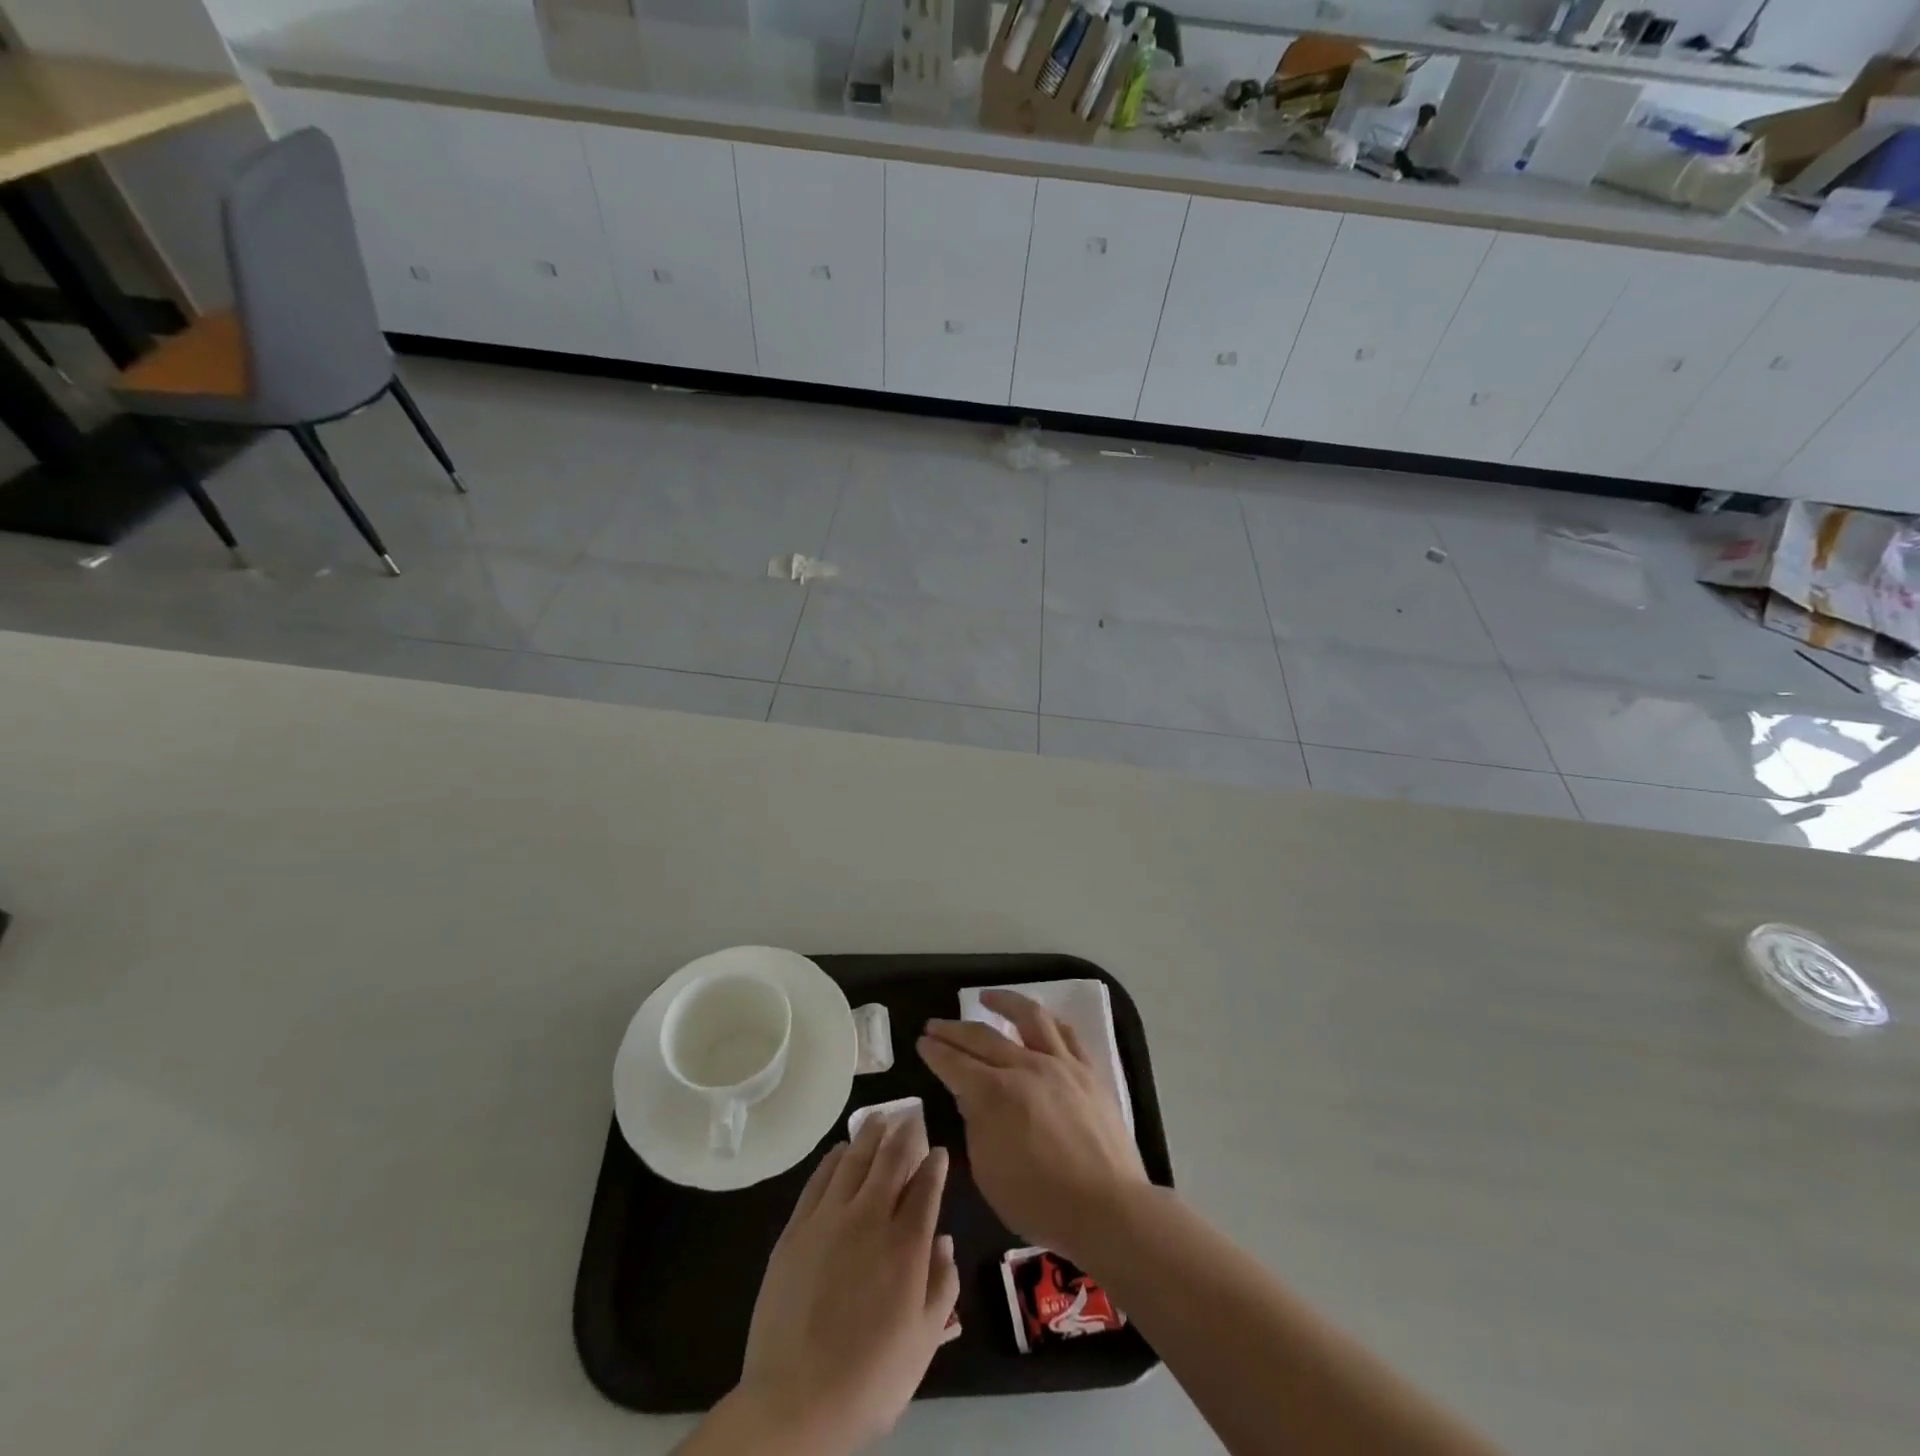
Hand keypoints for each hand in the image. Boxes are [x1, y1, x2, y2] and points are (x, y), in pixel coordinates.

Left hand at [731, 1114, 958, 1454]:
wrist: (794, 1402)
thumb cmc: (870, 1378)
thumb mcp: (923, 1343)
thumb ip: (941, 1286)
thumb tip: (945, 1241)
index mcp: (906, 1244)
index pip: (926, 1187)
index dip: (934, 1164)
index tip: (938, 1150)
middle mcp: (870, 1218)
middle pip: (890, 1161)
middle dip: (904, 1134)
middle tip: (910, 1116)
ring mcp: (829, 1219)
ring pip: (853, 1160)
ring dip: (869, 1135)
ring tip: (878, 1117)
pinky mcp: (796, 1230)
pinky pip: (818, 1180)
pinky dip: (833, 1159)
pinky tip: (840, 1151)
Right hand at [918, 991, 1146, 1265]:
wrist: (1108, 1208)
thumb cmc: (1040, 1202)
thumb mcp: (989, 1173)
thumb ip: (975, 1126)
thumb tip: (970, 1097)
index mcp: (995, 1095)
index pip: (955, 1064)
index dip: (935, 1052)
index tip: (922, 1042)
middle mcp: (1025, 1067)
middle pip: (983, 1037)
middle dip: (954, 1029)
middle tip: (936, 1024)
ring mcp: (1060, 1064)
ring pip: (1029, 1017)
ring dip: (1003, 1003)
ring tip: (987, 997)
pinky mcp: (1088, 1071)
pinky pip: (1066, 1033)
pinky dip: (1047, 1021)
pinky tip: (1038, 1019)